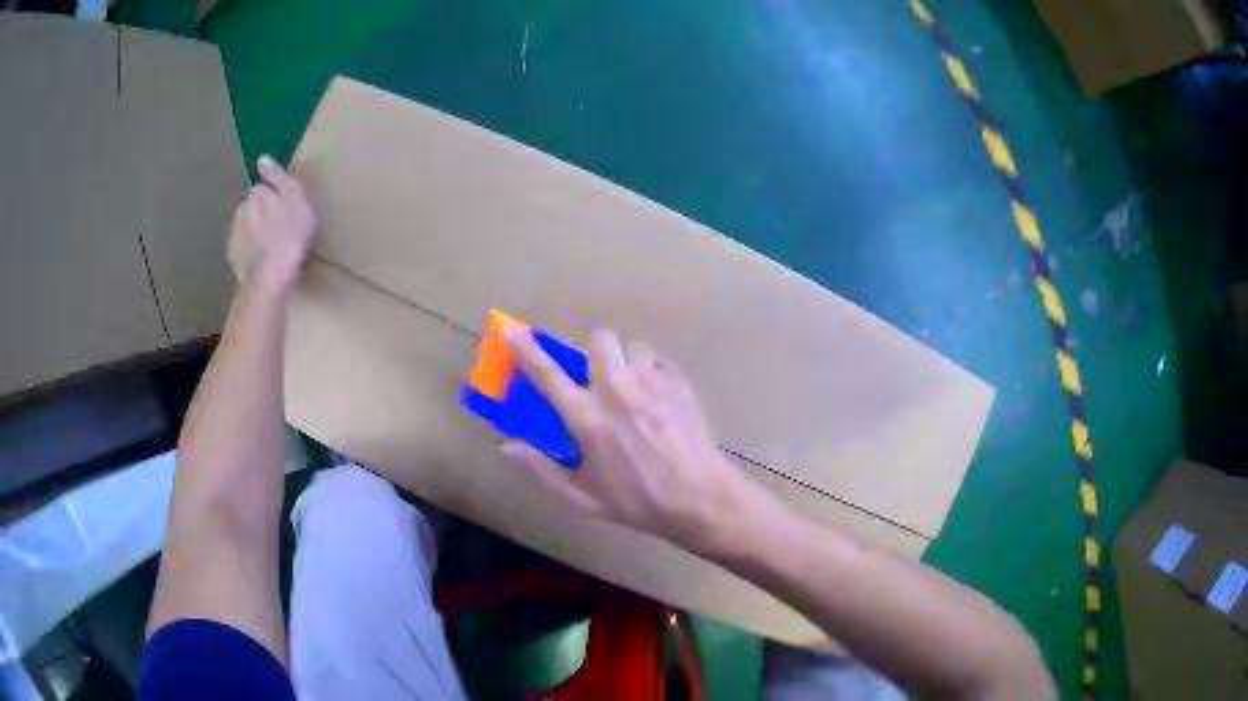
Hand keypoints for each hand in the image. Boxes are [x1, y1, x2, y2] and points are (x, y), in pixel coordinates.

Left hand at [227, 156, 317, 293]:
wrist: (270, 278)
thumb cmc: (290, 235)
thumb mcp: (295, 198)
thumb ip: (279, 177)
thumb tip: (262, 159)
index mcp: (257, 193)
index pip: (263, 186)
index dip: (274, 196)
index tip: (284, 207)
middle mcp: (241, 209)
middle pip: (252, 205)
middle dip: (261, 212)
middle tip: (278, 227)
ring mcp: (235, 234)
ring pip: (245, 225)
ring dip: (254, 230)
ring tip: (269, 244)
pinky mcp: (233, 257)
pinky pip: (241, 246)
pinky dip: (249, 248)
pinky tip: (260, 258)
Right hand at [502, 327, 774, 549]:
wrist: (700, 499)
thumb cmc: (638, 503)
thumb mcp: (584, 498)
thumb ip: (543, 470)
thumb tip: (508, 447)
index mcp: (588, 420)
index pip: (549, 375)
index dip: (527, 351)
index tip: (513, 332)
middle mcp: (618, 391)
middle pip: (600, 339)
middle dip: (595, 352)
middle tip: (599, 377)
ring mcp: (653, 383)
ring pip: (633, 346)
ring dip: (627, 362)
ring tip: (634, 388)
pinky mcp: (680, 383)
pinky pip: (660, 361)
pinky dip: (654, 372)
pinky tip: (659, 397)